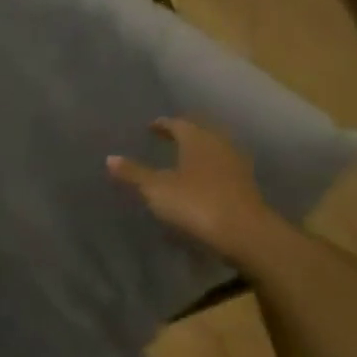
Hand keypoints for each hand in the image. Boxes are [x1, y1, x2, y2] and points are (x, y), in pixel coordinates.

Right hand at [107, 119, 282, 264]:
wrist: (245, 233)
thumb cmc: (195, 203)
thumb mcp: (156, 189)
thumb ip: (134, 173)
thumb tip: (110, 158)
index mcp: (197, 139)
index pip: (178, 123)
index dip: (163, 124)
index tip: (152, 127)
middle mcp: (219, 145)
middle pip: (200, 132)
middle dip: (184, 133)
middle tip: (168, 138)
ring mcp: (236, 165)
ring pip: (214, 149)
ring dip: (199, 151)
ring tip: (183, 158)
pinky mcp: (246, 185)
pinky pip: (223, 167)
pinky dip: (210, 168)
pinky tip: (202, 180)